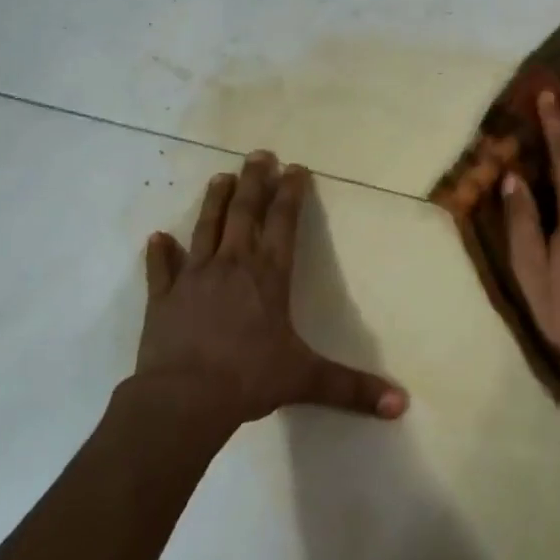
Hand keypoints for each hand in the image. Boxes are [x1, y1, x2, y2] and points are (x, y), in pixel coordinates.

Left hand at [136, 152, 408, 426]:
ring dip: (214, 202)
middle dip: (253, 181)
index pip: (283, 223)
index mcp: (268, 275)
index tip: (295, 168)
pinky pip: (161, 269)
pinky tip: (158, 237)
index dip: (291, 194)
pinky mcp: (163, 297)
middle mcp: (232, 265)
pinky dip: (160, 253)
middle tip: (258, 154)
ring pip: (205, 228)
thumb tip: (401, 405)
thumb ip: (352, 388)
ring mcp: (193, 277)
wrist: (184, 398)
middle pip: (244, 212)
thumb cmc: (249, 380)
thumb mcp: (306, 380)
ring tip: (220, 177)